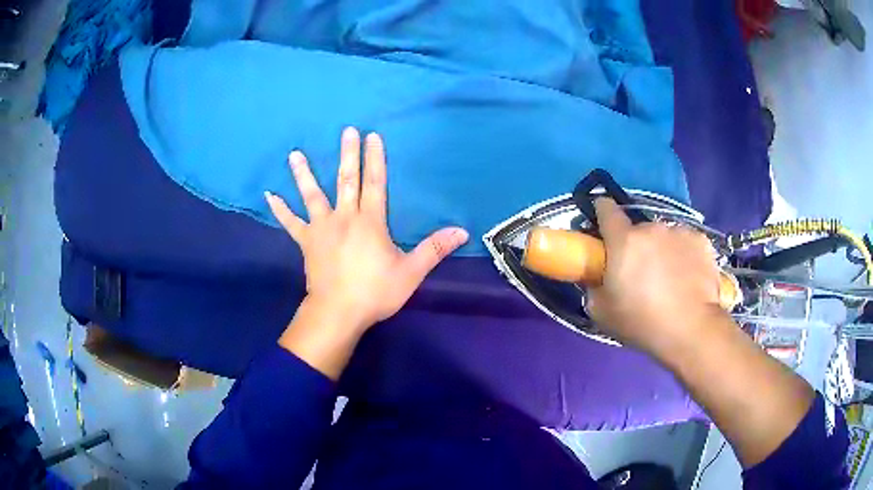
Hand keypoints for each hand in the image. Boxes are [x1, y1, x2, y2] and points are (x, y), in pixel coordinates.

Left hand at [265, 127, 468, 332]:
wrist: (338, 312)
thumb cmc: (374, 292)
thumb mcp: (410, 273)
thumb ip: (434, 249)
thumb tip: (461, 231)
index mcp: (370, 222)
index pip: (375, 183)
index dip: (375, 159)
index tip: (372, 136)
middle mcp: (344, 218)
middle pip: (346, 180)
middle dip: (347, 154)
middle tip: (346, 131)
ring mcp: (321, 228)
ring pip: (312, 195)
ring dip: (304, 173)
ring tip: (294, 154)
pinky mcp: (306, 243)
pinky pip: (291, 223)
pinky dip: (280, 209)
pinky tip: (268, 195)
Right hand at [585, 198, 722, 357]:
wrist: (691, 328)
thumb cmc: (642, 321)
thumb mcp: (602, 312)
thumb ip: (595, 287)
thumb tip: (599, 278)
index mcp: (624, 240)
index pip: (606, 209)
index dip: (603, 212)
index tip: (604, 224)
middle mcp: (651, 228)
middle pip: (639, 230)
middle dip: (637, 246)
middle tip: (642, 274)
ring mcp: (679, 232)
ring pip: (665, 237)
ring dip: (662, 250)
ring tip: (670, 279)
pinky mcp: (701, 240)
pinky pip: (686, 243)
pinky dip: (685, 255)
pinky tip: (689, 278)